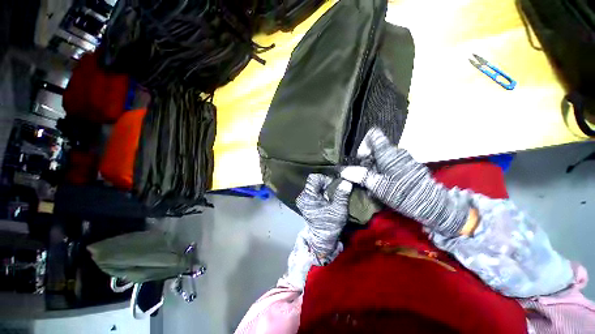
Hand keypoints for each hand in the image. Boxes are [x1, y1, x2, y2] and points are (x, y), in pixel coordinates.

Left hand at [296, 174, 352, 264]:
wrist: (322, 239)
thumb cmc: (330, 225)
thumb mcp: (339, 210)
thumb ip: (342, 195)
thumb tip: (346, 181)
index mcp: (308, 197)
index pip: (313, 178)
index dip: (324, 179)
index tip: (333, 186)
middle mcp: (302, 197)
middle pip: (313, 182)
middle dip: (325, 183)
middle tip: (333, 191)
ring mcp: (303, 200)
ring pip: (313, 186)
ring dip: (323, 188)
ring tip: (330, 195)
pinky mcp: (305, 203)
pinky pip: (312, 191)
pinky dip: (320, 192)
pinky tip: (326, 199)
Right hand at [341, 128, 469, 235]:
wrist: (432, 204)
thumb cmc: (403, 193)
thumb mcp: (378, 186)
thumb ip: (360, 176)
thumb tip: (343, 170)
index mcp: (388, 153)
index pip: (373, 135)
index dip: (363, 144)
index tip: (360, 159)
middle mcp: (396, 152)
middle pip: (375, 149)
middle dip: (366, 161)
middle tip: (364, 176)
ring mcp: (403, 158)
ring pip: (382, 157)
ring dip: (374, 168)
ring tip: (373, 183)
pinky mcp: (407, 166)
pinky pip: (390, 163)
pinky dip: (382, 171)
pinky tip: (382, 184)